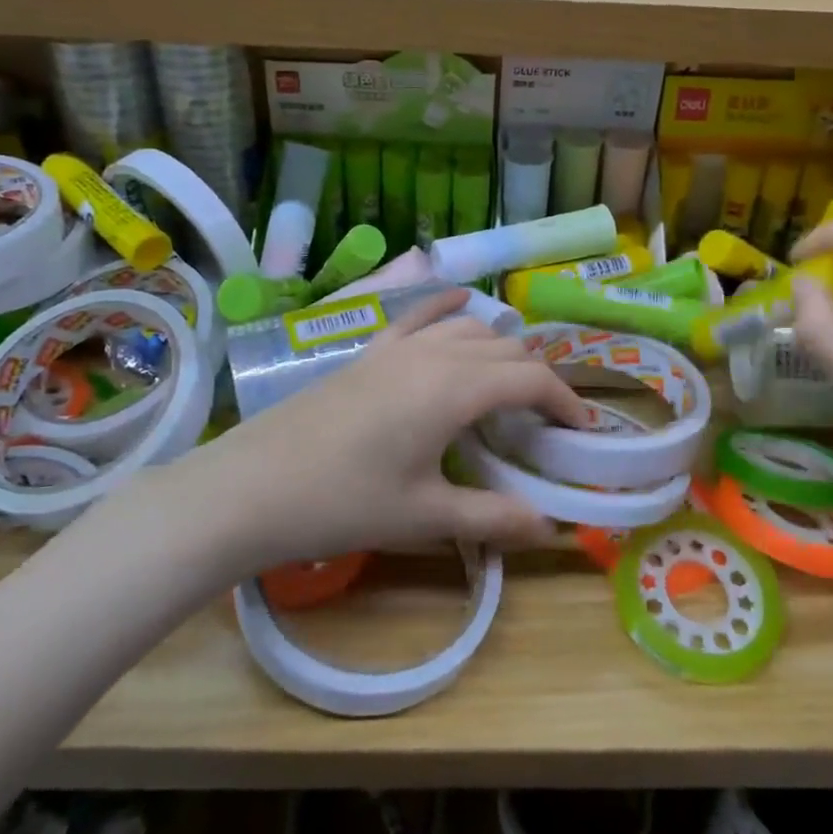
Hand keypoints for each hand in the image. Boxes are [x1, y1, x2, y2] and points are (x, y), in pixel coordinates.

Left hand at [211, 291, 579, 570]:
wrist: (249, 487)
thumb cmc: (342, 503)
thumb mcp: (424, 515)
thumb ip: (493, 516)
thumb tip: (551, 527)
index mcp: (455, 388)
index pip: (531, 379)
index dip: (565, 401)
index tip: (582, 431)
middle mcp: (433, 354)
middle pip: (506, 350)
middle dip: (538, 379)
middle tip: (549, 421)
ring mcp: (396, 346)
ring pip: (468, 328)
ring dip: (501, 349)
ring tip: (510, 385)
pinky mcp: (368, 351)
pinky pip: (418, 316)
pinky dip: (448, 309)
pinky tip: (459, 306)